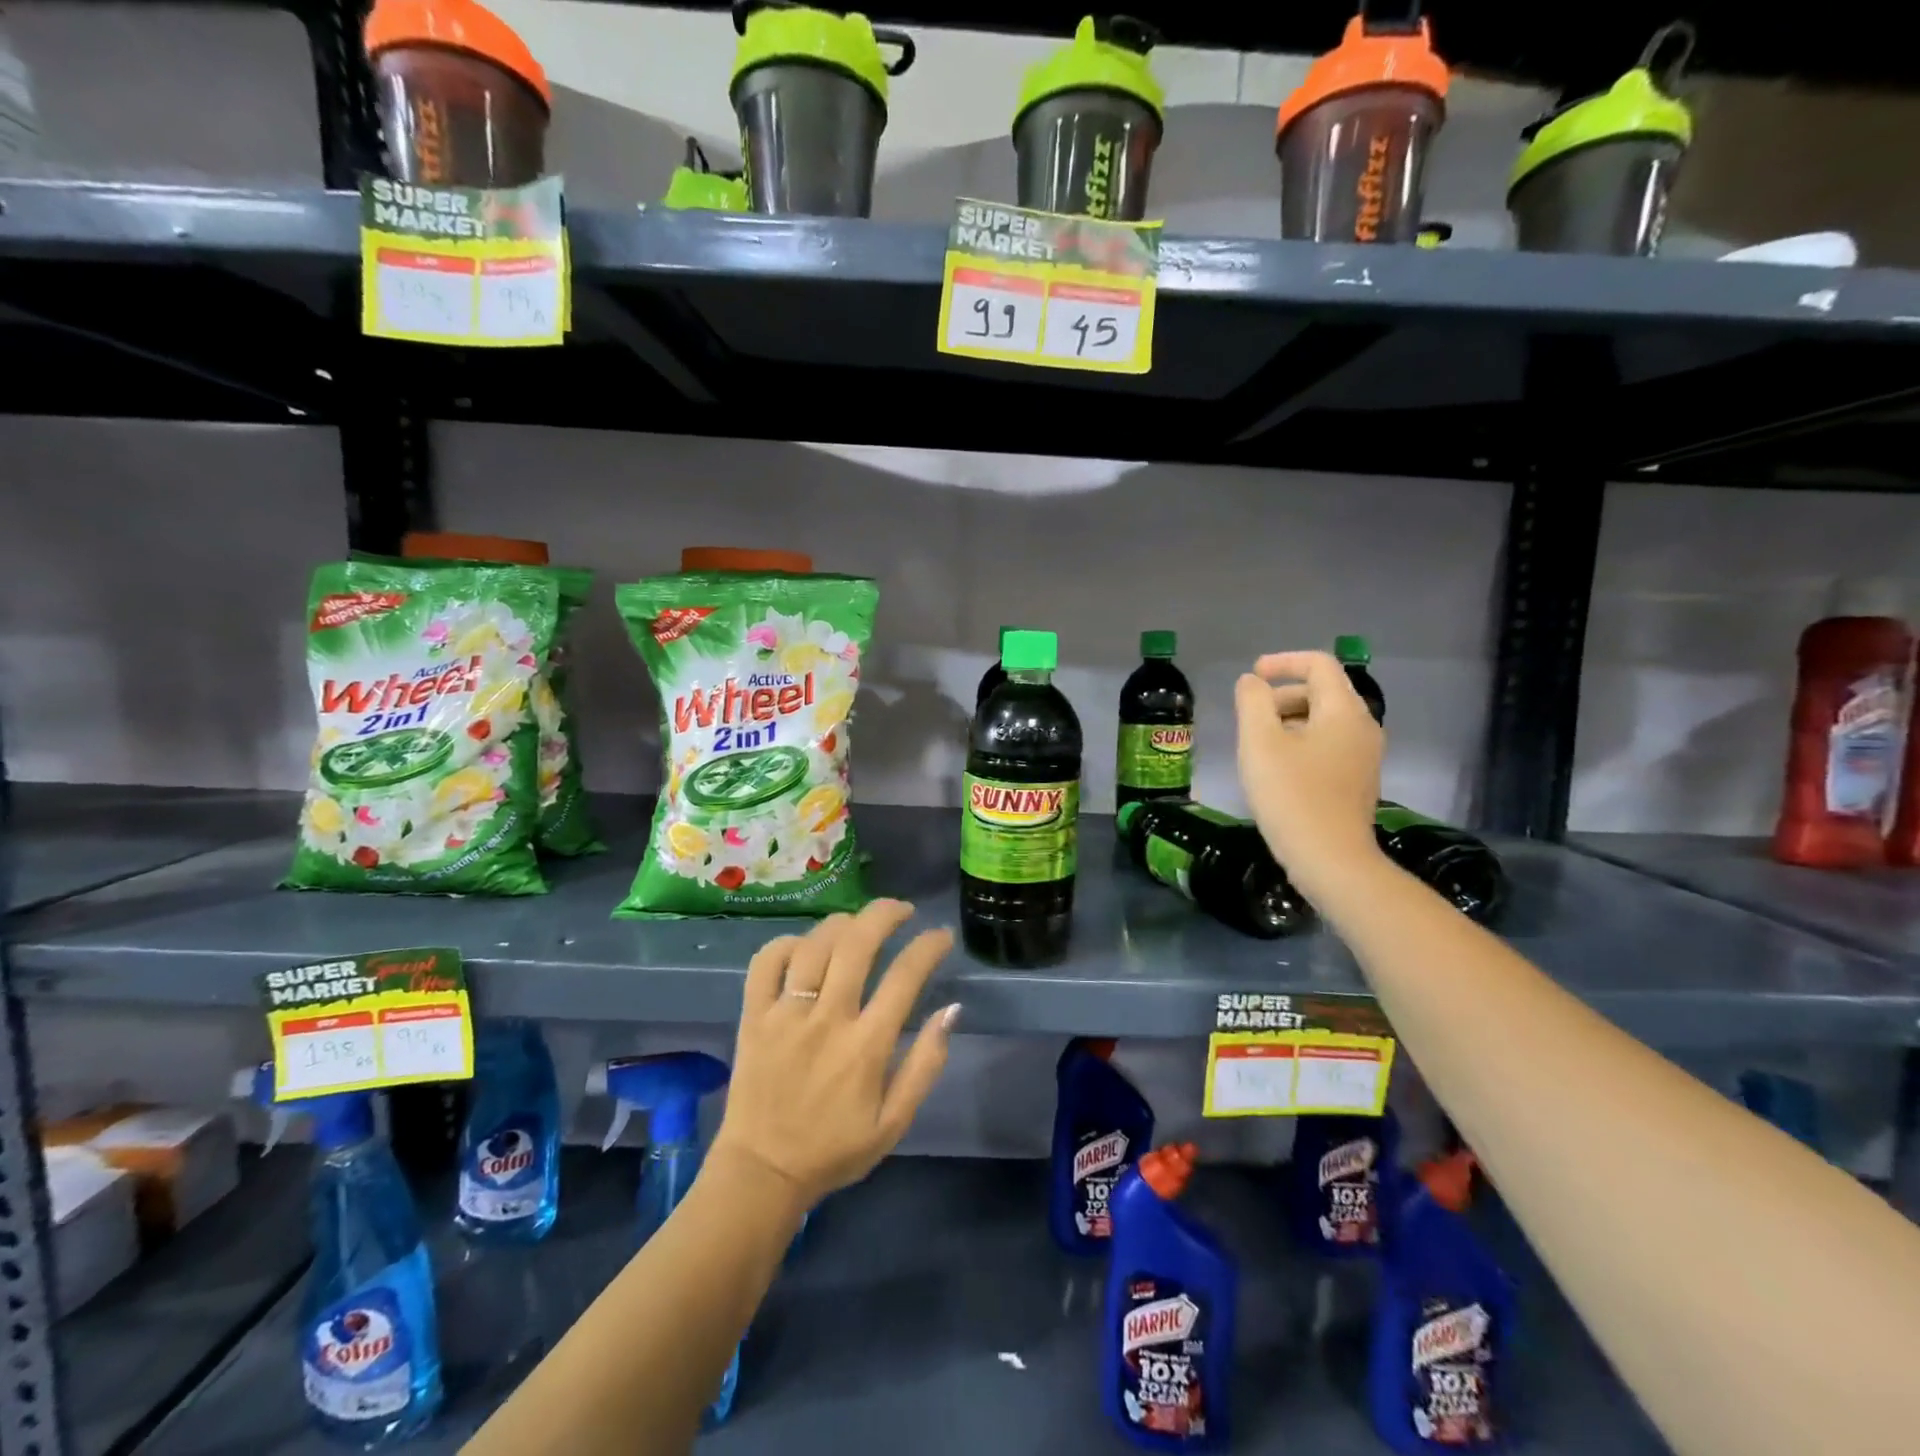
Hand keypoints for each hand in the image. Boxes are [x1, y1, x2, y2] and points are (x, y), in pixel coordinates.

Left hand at [711, 900, 957, 1211]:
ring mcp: (785, 1015)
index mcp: (865, 1047)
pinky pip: (765, 963)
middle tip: (902, 910)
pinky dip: (786, 943)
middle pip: (857, 944)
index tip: (941, 935)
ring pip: (814, 945)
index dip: (928, 947)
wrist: (761, 1174)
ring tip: (858, 924)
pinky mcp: (753, 1017)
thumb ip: (925, 1065)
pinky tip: (804, 946)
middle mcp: (826, 1020)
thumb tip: (950, 1011)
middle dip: (885, 914)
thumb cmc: (834, 1149)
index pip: (905, 977)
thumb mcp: (894, 1123)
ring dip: (842, 924)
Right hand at [1235, 650, 1385, 900]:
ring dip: (1288, 722)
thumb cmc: (1291, 795)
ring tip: (1257, 747)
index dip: (1283, 662)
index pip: (1319, 665)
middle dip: (1282, 696)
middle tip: (1249, 718)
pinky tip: (1277, 771)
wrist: (1330, 860)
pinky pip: (1328, 747)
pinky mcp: (1357, 782)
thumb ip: (1252, 702)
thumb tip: (1251, 683)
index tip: (1252, 675)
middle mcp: (1362, 727)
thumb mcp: (1259, 742)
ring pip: (1324, 722)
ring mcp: (1364, 757)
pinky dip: (1301, 745)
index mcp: (1343, 711)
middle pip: (1322, 693)